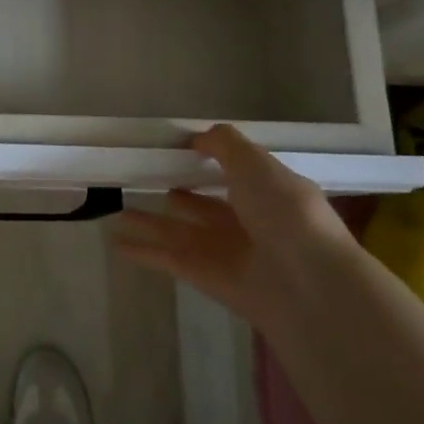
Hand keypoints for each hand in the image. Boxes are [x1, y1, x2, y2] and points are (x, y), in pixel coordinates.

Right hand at [110, 124, 348, 323]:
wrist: (307, 285)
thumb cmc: (285, 214)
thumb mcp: (256, 164)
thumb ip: (224, 145)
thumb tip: (196, 138)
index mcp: (266, 193)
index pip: (234, 174)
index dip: (208, 161)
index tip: (175, 150)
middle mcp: (246, 222)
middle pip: (203, 205)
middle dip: (177, 193)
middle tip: (143, 179)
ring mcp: (225, 252)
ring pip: (179, 231)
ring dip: (150, 222)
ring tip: (117, 210)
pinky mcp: (206, 277)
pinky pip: (168, 258)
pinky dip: (143, 250)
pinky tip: (116, 241)